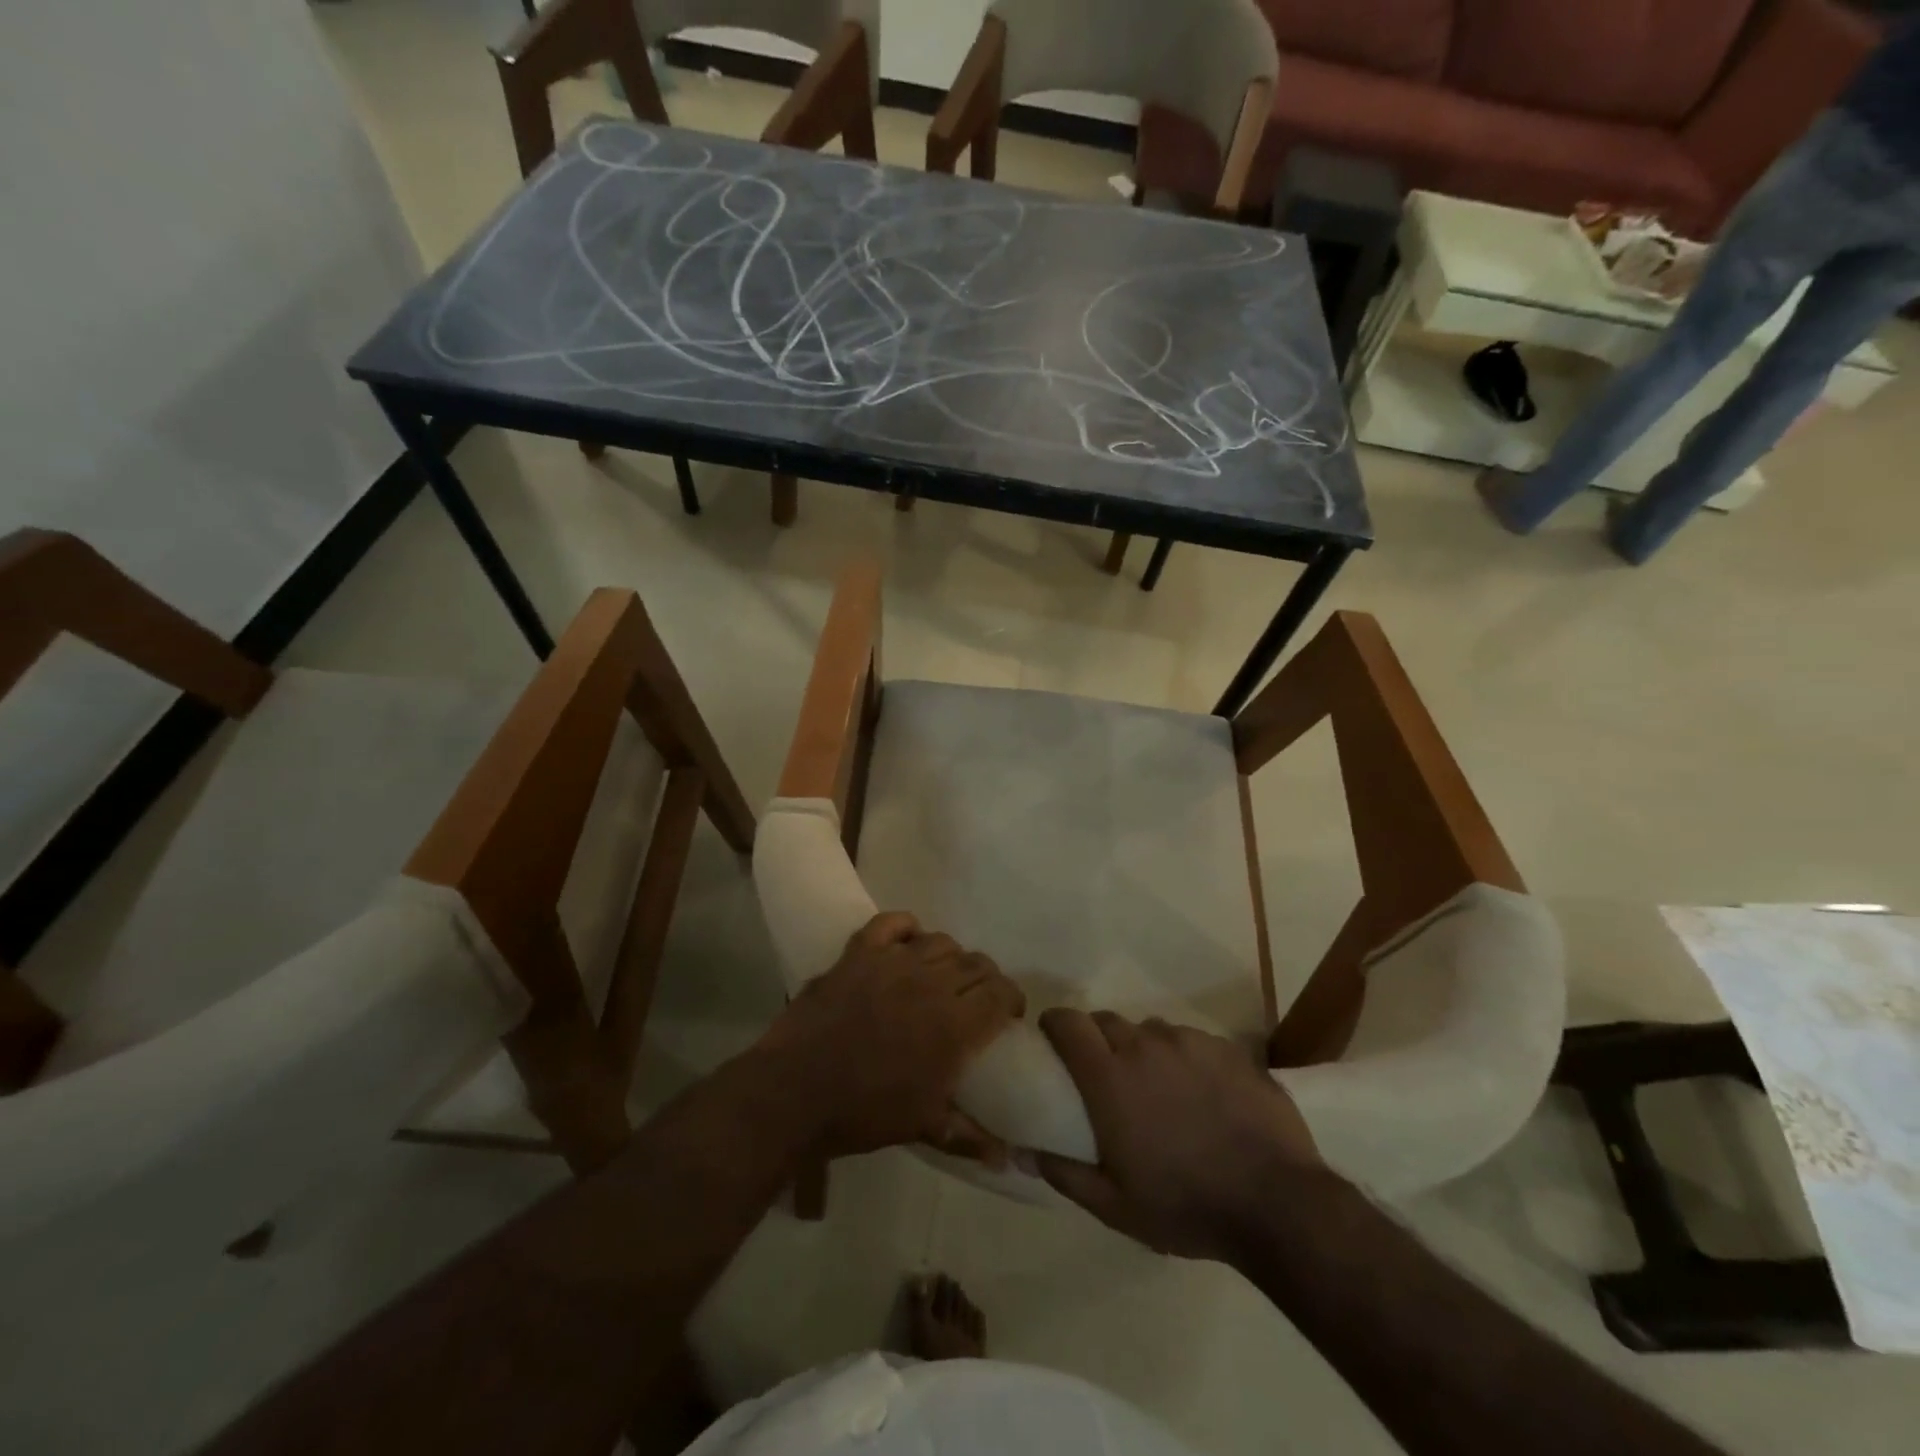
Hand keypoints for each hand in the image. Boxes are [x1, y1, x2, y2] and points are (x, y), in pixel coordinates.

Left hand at [757, 913, 1024, 1163]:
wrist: (795, 1092)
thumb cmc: (863, 1112)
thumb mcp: (922, 1127)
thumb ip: (968, 1136)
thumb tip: (1005, 1159)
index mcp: (954, 1025)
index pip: (1000, 992)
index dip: (1011, 999)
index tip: (1008, 1014)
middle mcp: (931, 983)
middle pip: (976, 963)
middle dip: (986, 979)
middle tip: (977, 999)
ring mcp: (893, 962)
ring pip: (940, 941)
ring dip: (951, 957)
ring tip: (942, 975)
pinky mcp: (859, 953)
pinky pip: (891, 923)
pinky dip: (906, 926)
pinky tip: (909, 941)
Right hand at [1033, 1010, 1328, 1261]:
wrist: (1278, 1203)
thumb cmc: (1185, 1204)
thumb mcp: (1114, 1205)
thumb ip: (1064, 1173)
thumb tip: (1022, 1152)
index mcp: (1109, 1075)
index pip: (1067, 1022)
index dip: (1054, 1024)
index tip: (1052, 1040)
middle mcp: (1145, 1045)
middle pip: (1107, 1021)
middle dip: (1097, 1039)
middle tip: (1105, 1074)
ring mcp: (1189, 1042)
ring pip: (1151, 1030)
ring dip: (1143, 1049)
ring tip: (1157, 1086)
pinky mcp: (1227, 1048)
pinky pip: (1191, 1041)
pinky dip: (1184, 1058)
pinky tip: (1201, 1093)